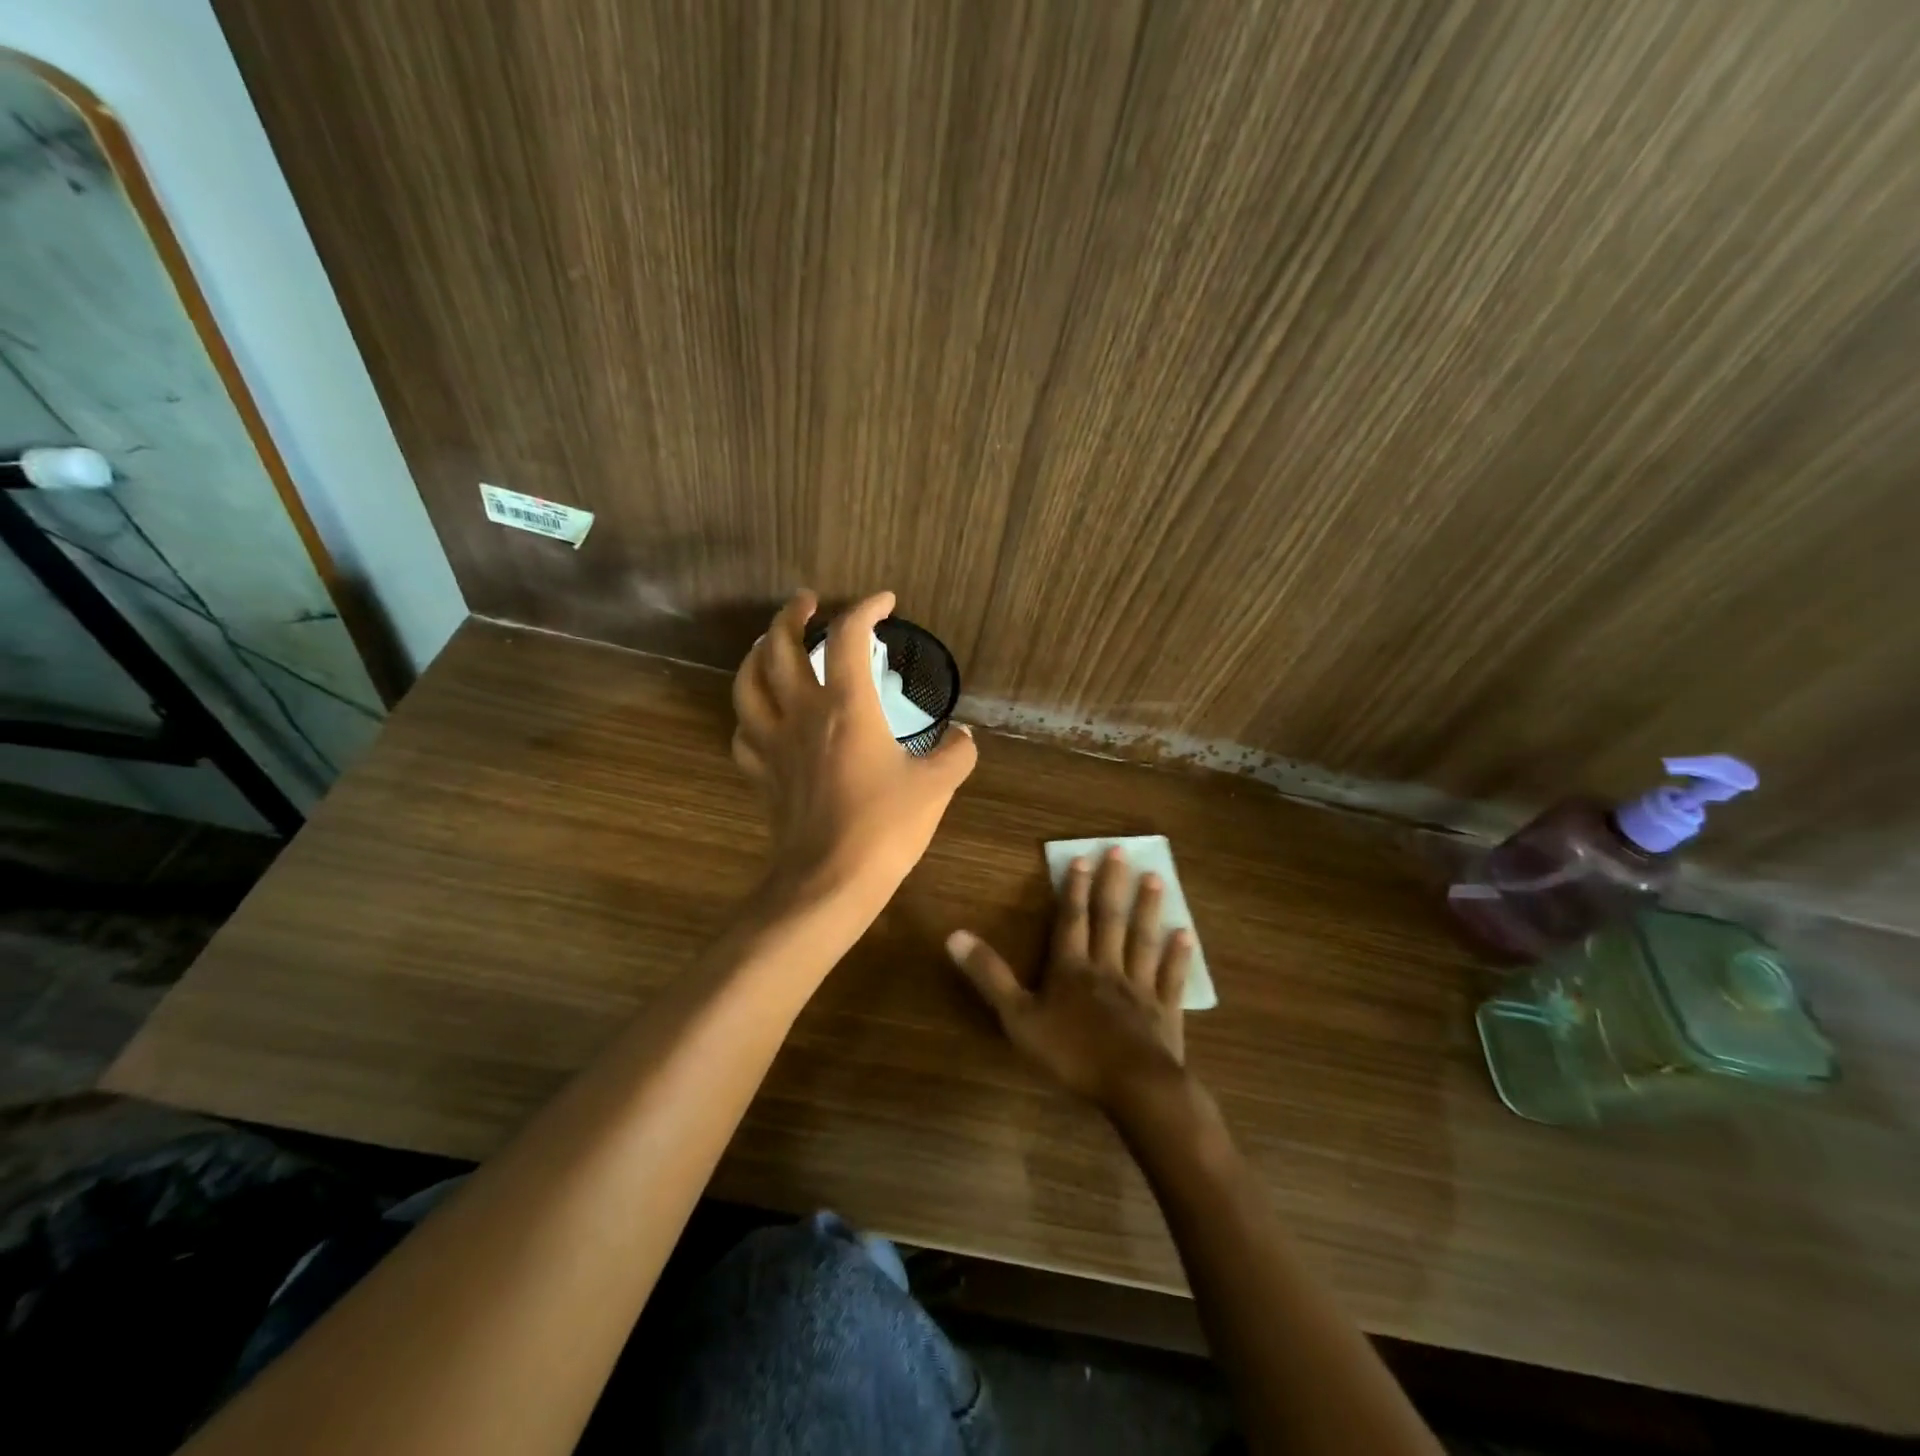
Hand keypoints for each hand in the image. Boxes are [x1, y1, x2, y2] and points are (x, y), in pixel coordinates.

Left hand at [732, 589, 977, 902]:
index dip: (866, 608)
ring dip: (757, 653)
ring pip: (748, 682)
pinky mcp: (761, 773)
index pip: (848, 635)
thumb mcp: (936, 787)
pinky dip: (751, 714)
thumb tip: (963, 736)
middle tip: (807, 602)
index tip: (885, 602)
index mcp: (846, 705)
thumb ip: (955, 753)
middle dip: (792, 614)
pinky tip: (763, 715)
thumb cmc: (885, 827)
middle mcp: (802, 712)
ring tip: (770, 643)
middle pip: (780, 645)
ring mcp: (774, 742)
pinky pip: (744, 731)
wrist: (829, 880)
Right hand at [947, 847, 1193, 1109]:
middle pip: (1110, 920)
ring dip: (1148, 909)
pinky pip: (1171, 977)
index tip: (1083, 857)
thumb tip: (954, 935)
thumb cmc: (1071, 1053)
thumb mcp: (1018, 1017)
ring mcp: (1139, 988)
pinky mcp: (1165, 1012)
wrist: (1133, 1087)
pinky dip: (1177, 955)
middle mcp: (1106, 968)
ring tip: (1156, 879)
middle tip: (1122, 851)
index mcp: (1071, 968)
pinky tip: (1185, 935)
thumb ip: (989, 976)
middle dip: (1113, 885)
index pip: (1072, 920)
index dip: (1075, 889)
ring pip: (1142, 940)